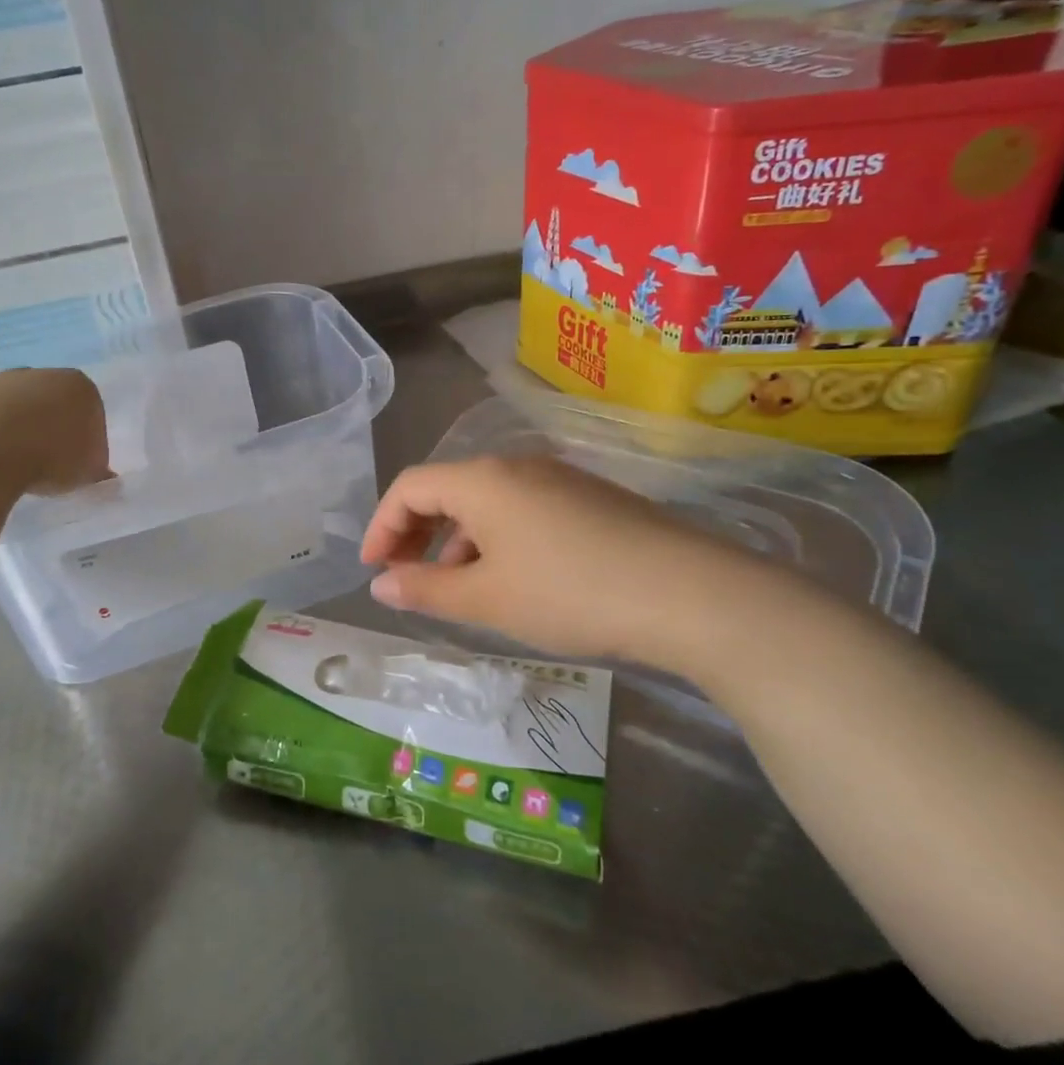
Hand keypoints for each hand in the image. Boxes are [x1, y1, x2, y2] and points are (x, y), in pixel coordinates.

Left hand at [0, 368, 110, 496]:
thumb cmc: (49, 457)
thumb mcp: (88, 473)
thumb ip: (96, 469)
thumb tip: (98, 472)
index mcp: (79, 386)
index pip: (92, 413)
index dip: (88, 442)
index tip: (79, 467)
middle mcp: (40, 374)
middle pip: (52, 404)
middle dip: (51, 431)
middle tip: (48, 467)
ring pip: (14, 410)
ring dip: (16, 433)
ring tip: (12, 469)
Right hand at [359, 455, 805, 675]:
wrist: (689, 594)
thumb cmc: (569, 593)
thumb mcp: (486, 599)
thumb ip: (425, 589)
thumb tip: (380, 585)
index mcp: (482, 480)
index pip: (410, 487)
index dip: (381, 526)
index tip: (374, 571)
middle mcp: (516, 465)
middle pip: (446, 489)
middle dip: (416, 533)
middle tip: (406, 578)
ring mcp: (558, 478)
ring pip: (486, 501)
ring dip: (457, 540)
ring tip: (460, 589)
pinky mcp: (591, 498)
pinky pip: (522, 510)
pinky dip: (497, 540)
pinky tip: (513, 580)